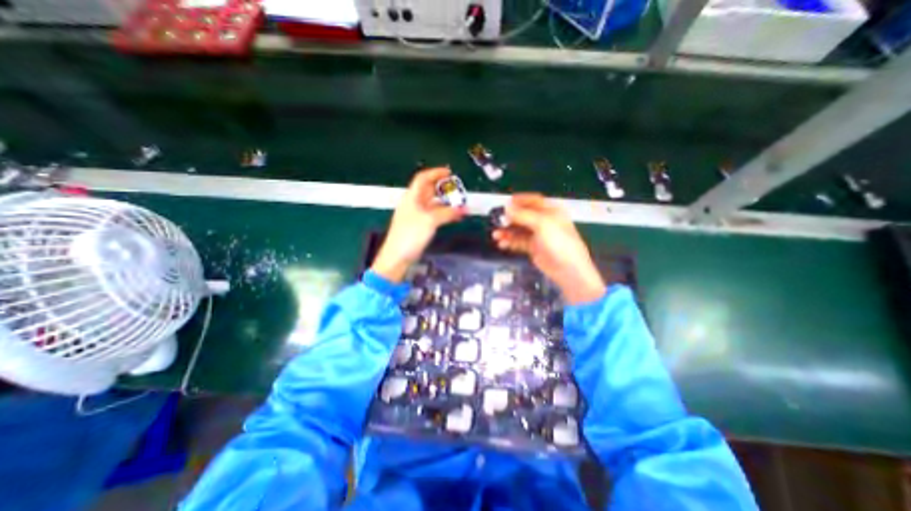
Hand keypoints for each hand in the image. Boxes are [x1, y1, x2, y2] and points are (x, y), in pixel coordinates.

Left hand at [372, 168, 464, 283]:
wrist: (397, 257)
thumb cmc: (410, 235)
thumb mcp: (430, 220)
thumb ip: (447, 213)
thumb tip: (463, 209)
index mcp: (412, 197)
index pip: (423, 178)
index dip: (436, 173)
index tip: (449, 172)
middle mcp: (414, 204)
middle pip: (429, 190)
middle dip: (443, 188)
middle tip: (458, 189)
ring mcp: (416, 215)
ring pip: (433, 203)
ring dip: (446, 202)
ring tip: (460, 203)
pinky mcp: (420, 226)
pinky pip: (434, 215)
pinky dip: (444, 213)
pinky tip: (454, 216)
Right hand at [492, 192, 601, 303]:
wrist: (567, 270)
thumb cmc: (560, 243)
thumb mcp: (542, 224)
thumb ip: (523, 215)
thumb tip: (507, 207)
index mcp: (551, 212)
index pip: (534, 201)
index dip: (520, 200)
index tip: (506, 202)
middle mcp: (544, 222)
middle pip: (524, 216)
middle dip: (510, 218)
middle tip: (498, 220)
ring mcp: (538, 236)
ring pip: (519, 230)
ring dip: (507, 231)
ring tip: (496, 235)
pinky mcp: (533, 248)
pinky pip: (518, 242)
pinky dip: (510, 242)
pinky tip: (502, 244)